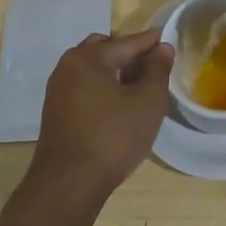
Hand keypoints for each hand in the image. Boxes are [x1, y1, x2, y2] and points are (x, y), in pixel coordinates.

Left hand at [27, 28, 174, 200]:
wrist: (68, 185)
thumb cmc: (113, 137)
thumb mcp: (148, 101)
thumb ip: (157, 70)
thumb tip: (162, 48)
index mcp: (89, 57)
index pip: (128, 42)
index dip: (152, 42)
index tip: (170, 40)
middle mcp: (68, 67)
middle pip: (106, 50)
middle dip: (129, 55)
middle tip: (153, 69)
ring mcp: (58, 91)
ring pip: (93, 71)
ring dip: (115, 73)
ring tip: (139, 89)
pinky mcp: (55, 113)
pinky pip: (84, 89)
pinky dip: (103, 89)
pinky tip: (119, 108)